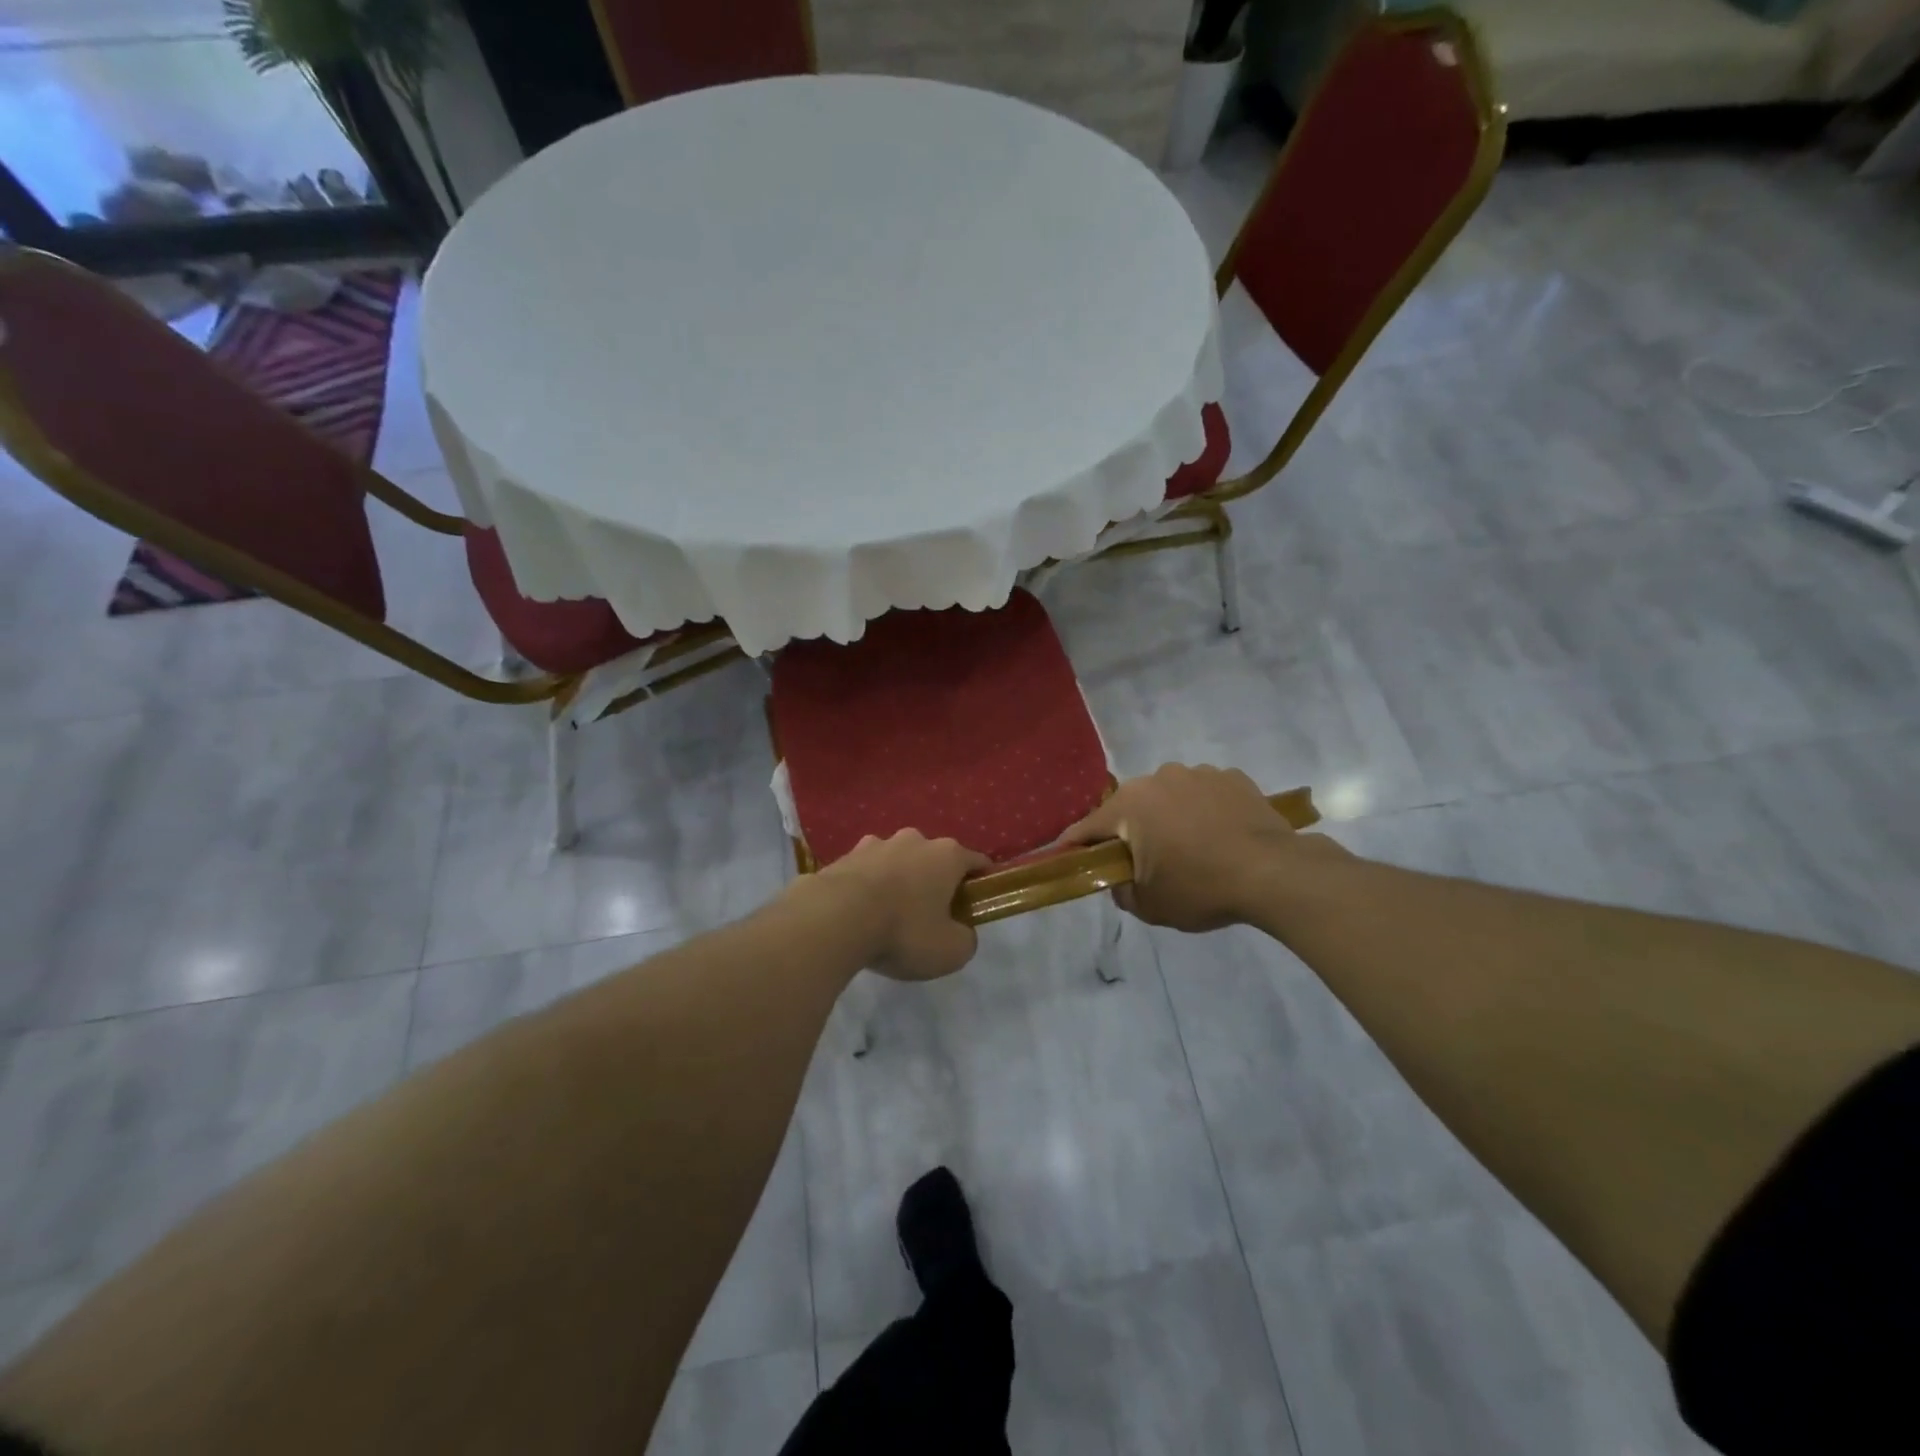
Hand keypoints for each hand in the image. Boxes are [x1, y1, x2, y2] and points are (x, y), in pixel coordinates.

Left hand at [808, 830, 990, 980]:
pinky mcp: (844, 856)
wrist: (834, 919)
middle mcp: (914, 840)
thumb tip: (960, 932)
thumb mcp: (951, 951)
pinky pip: (866, 872)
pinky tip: (860, 914)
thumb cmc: (904, 931)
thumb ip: (965, 939)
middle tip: (930, 915)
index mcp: (947, 855)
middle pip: (934, 859)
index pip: (976, 862)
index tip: (977, 904)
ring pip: (897, 861)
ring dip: (898, 881)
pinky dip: (868, 887)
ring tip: (889, 914)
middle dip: (935, 881)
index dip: (981, 882)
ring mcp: (876, 844)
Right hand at [1062, 763, 1344, 931]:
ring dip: (1169, 816)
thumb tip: (1120, 880)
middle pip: (1130, 807)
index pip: (1088, 827)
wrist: (1274, 873)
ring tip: (1190, 847)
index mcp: (1130, 806)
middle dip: (1130, 830)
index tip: (1067, 856)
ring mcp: (1197, 773)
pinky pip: (1204, 793)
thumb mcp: (1150, 906)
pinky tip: (1219, 835)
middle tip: (1143, 860)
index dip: (1075, 844)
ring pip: (1168, 796)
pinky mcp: (1231, 777)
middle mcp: (1158, 779)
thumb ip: (1121, 891)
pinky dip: (1203, 810)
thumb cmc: (1201, 888)